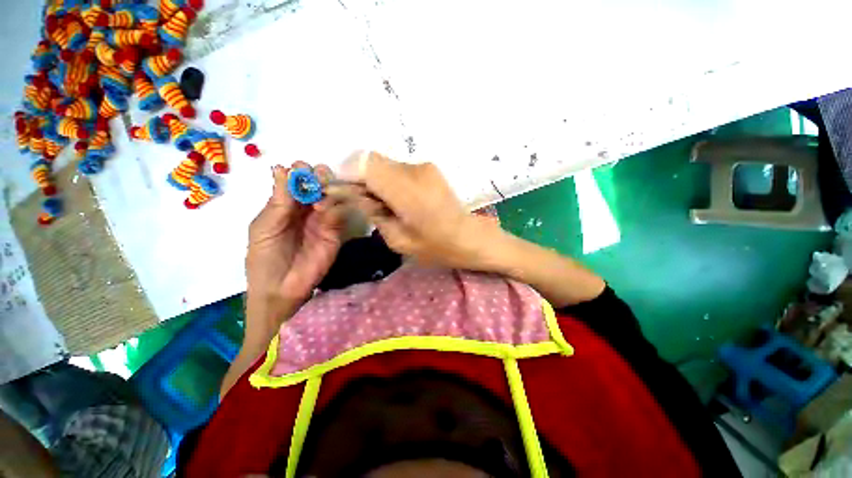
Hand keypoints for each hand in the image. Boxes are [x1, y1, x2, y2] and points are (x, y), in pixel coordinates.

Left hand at [246, 162, 345, 325]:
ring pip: (332, 196)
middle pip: (318, 185)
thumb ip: (278, 201)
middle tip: (317, 176)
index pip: (296, 181)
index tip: (300, 169)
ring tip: (319, 195)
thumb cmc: (265, 257)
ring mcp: (323, 220)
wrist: (282, 289)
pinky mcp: (336, 231)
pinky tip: (324, 210)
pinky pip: (339, 214)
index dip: (299, 172)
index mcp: (285, 205)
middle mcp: (306, 209)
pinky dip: (335, 207)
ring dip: (328, 190)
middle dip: (318, 176)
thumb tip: (281, 168)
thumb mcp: (265, 227)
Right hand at [328, 151, 502, 269]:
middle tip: (364, 203)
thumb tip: (356, 196)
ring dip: (376, 181)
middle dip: (360, 179)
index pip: (364, 164)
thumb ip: (374, 213)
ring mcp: (424, 167)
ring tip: (384, 206)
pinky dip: (389, 181)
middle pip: (372, 162)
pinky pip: (398, 169)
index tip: (343, 194)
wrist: (470, 237)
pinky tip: (397, 201)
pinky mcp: (429, 169)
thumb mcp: (398, 239)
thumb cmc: (437, 247)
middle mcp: (415, 170)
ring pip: (385, 165)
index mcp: (407, 190)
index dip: (348, 175)